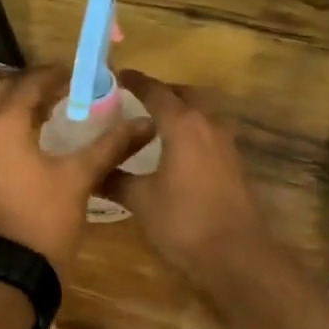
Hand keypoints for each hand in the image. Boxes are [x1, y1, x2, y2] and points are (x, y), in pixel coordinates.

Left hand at [0, 65, 152, 275]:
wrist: (9, 271)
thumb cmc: (45, 218)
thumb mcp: (81, 177)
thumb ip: (111, 145)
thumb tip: (145, 123)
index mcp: (3, 125)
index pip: (30, 84)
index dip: (56, 75)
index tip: (80, 74)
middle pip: (4, 93)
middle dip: (33, 86)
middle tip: (65, 89)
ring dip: (19, 107)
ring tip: (53, 111)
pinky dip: (10, 130)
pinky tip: (34, 142)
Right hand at [107, 71, 271, 287]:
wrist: (236, 253)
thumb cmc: (184, 221)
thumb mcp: (142, 200)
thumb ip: (116, 181)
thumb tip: (92, 173)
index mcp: (183, 124)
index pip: (156, 91)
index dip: (135, 81)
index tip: (118, 76)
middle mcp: (208, 124)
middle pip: (184, 94)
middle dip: (162, 92)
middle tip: (136, 99)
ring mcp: (225, 142)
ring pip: (201, 112)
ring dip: (180, 110)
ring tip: (154, 124)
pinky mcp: (234, 162)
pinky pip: (209, 132)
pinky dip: (191, 130)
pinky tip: (176, 151)